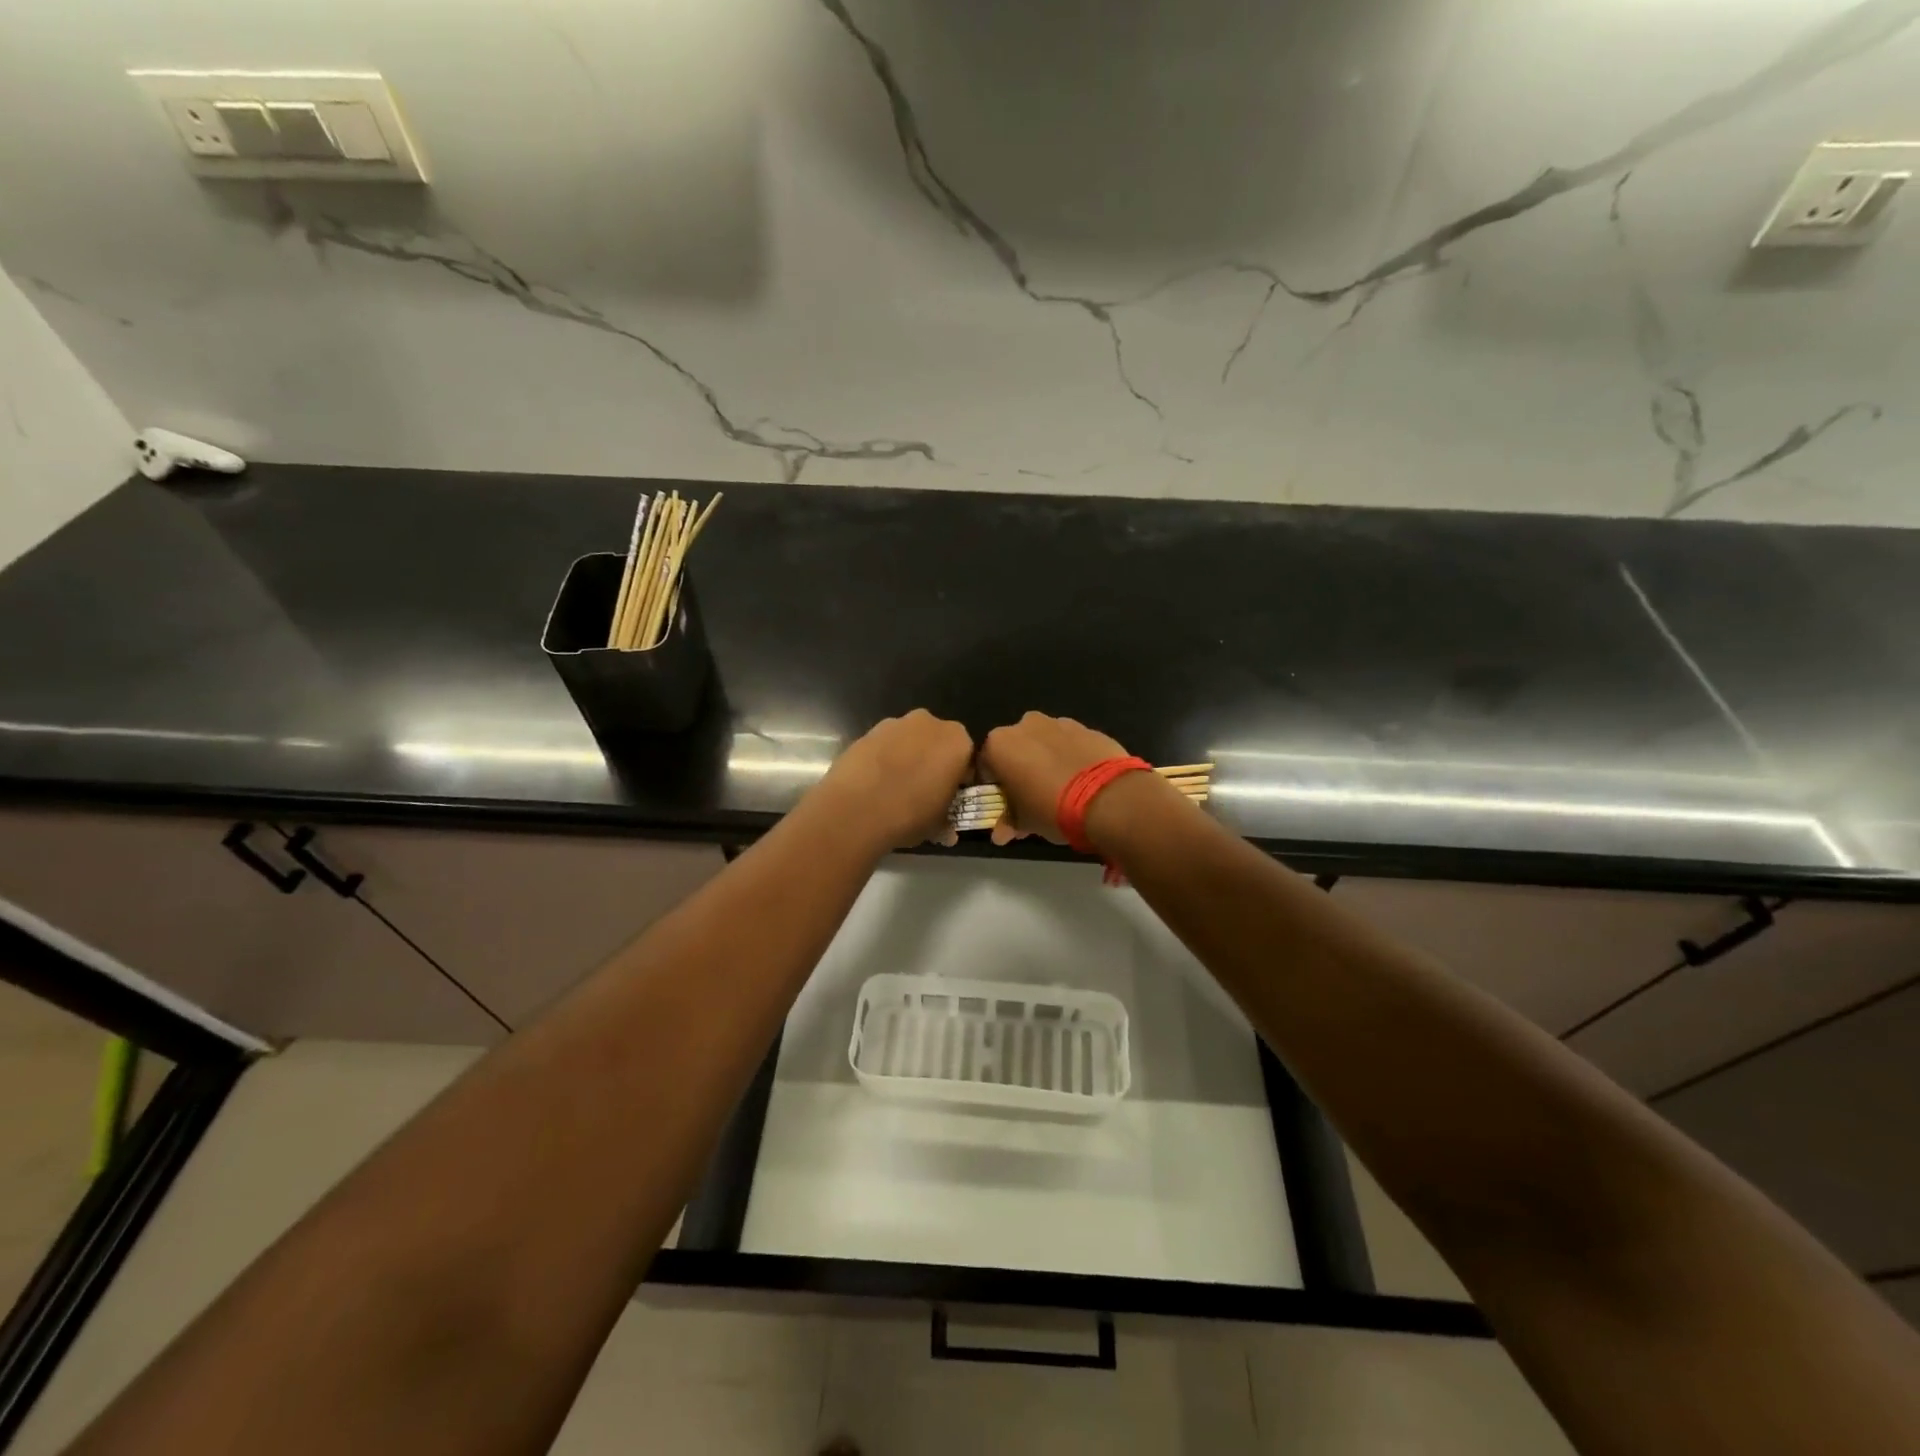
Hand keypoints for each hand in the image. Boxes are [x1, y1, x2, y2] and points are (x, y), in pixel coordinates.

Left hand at [811, 710, 974, 849]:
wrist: (857, 808)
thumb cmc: (911, 813)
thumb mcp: (937, 825)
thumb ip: (946, 822)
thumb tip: (948, 832)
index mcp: (958, 742)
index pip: (967, 759)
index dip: (959, 780)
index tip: (949, 797)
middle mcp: (930, 723)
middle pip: (937, 743)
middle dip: (933, 762)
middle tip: (923, 792)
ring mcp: (896, 723)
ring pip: (909, 741)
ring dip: (907, 758)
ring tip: (894, 789)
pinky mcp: (868, 730)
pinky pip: (884, 745)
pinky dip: (883, 759)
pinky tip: (874, 783)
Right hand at [978, 712, 1130, 845]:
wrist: (1108, 798)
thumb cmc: (1052, 809)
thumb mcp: (1025, 822)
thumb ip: (1009, 822)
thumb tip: (1000, 834)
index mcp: (1000, 744)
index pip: (985, 765)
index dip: (994, 786)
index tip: (1005, 804)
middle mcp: (1025, 725)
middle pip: (1016, 748)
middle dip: (1020, 769)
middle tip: (1032, 797)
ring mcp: (1059, 722)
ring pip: (1044, 743)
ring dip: (1046, 760)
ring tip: (1061, 789)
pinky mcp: (1087, 728)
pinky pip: (1070, 743)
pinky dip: (1071, 757)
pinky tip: (1082, 780)